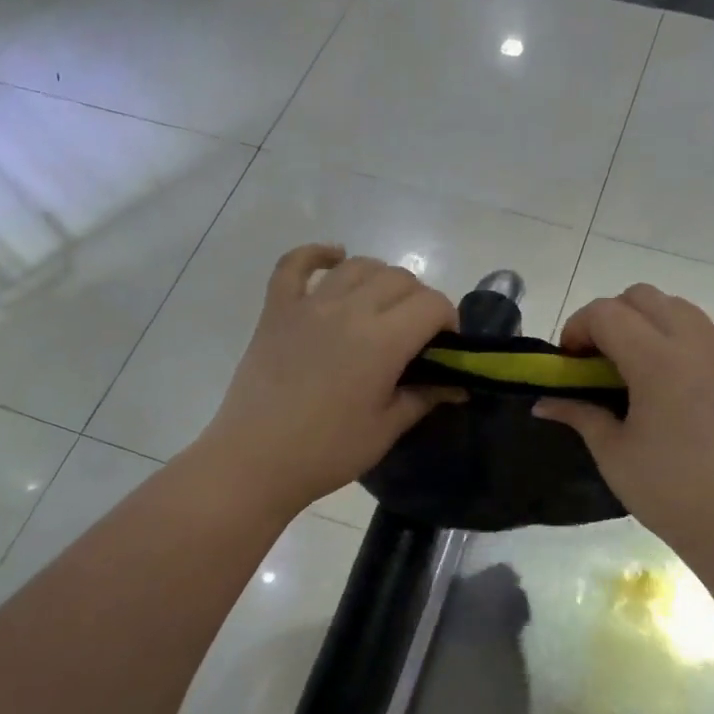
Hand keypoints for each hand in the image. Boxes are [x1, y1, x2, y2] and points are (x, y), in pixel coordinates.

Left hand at [195, 244, 457, 518]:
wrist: (256, 460)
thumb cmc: (328, 451)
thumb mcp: (386, 429)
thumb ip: (424, 397)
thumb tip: (457, 385)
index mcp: (382, 340)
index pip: (432, 304)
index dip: (449, 320)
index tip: (446, 346)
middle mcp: (349, 309)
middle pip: (399, 279)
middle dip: (419, 300)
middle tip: (416, 334)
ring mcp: (309, 304)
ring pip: (357, 266)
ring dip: (380, 278)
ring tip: (382, 306)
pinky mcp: (277, 309)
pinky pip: (295, 264)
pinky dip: (317, 254)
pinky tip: (334, 257)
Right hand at [534, 285, 713, 564]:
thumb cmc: (670, 490)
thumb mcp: (613, 453)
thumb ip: (579, 415)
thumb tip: (543, 403)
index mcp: (658, 361)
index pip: (606, 313)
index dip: (577, 328)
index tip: (568, 362)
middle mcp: (694, 343)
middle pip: (642, 297)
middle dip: (609, 317)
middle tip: (595, 359)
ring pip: (677, 306)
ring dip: (646, 321)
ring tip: (633, 364)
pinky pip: (706, 328)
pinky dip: (680, 335)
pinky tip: (672, 375)